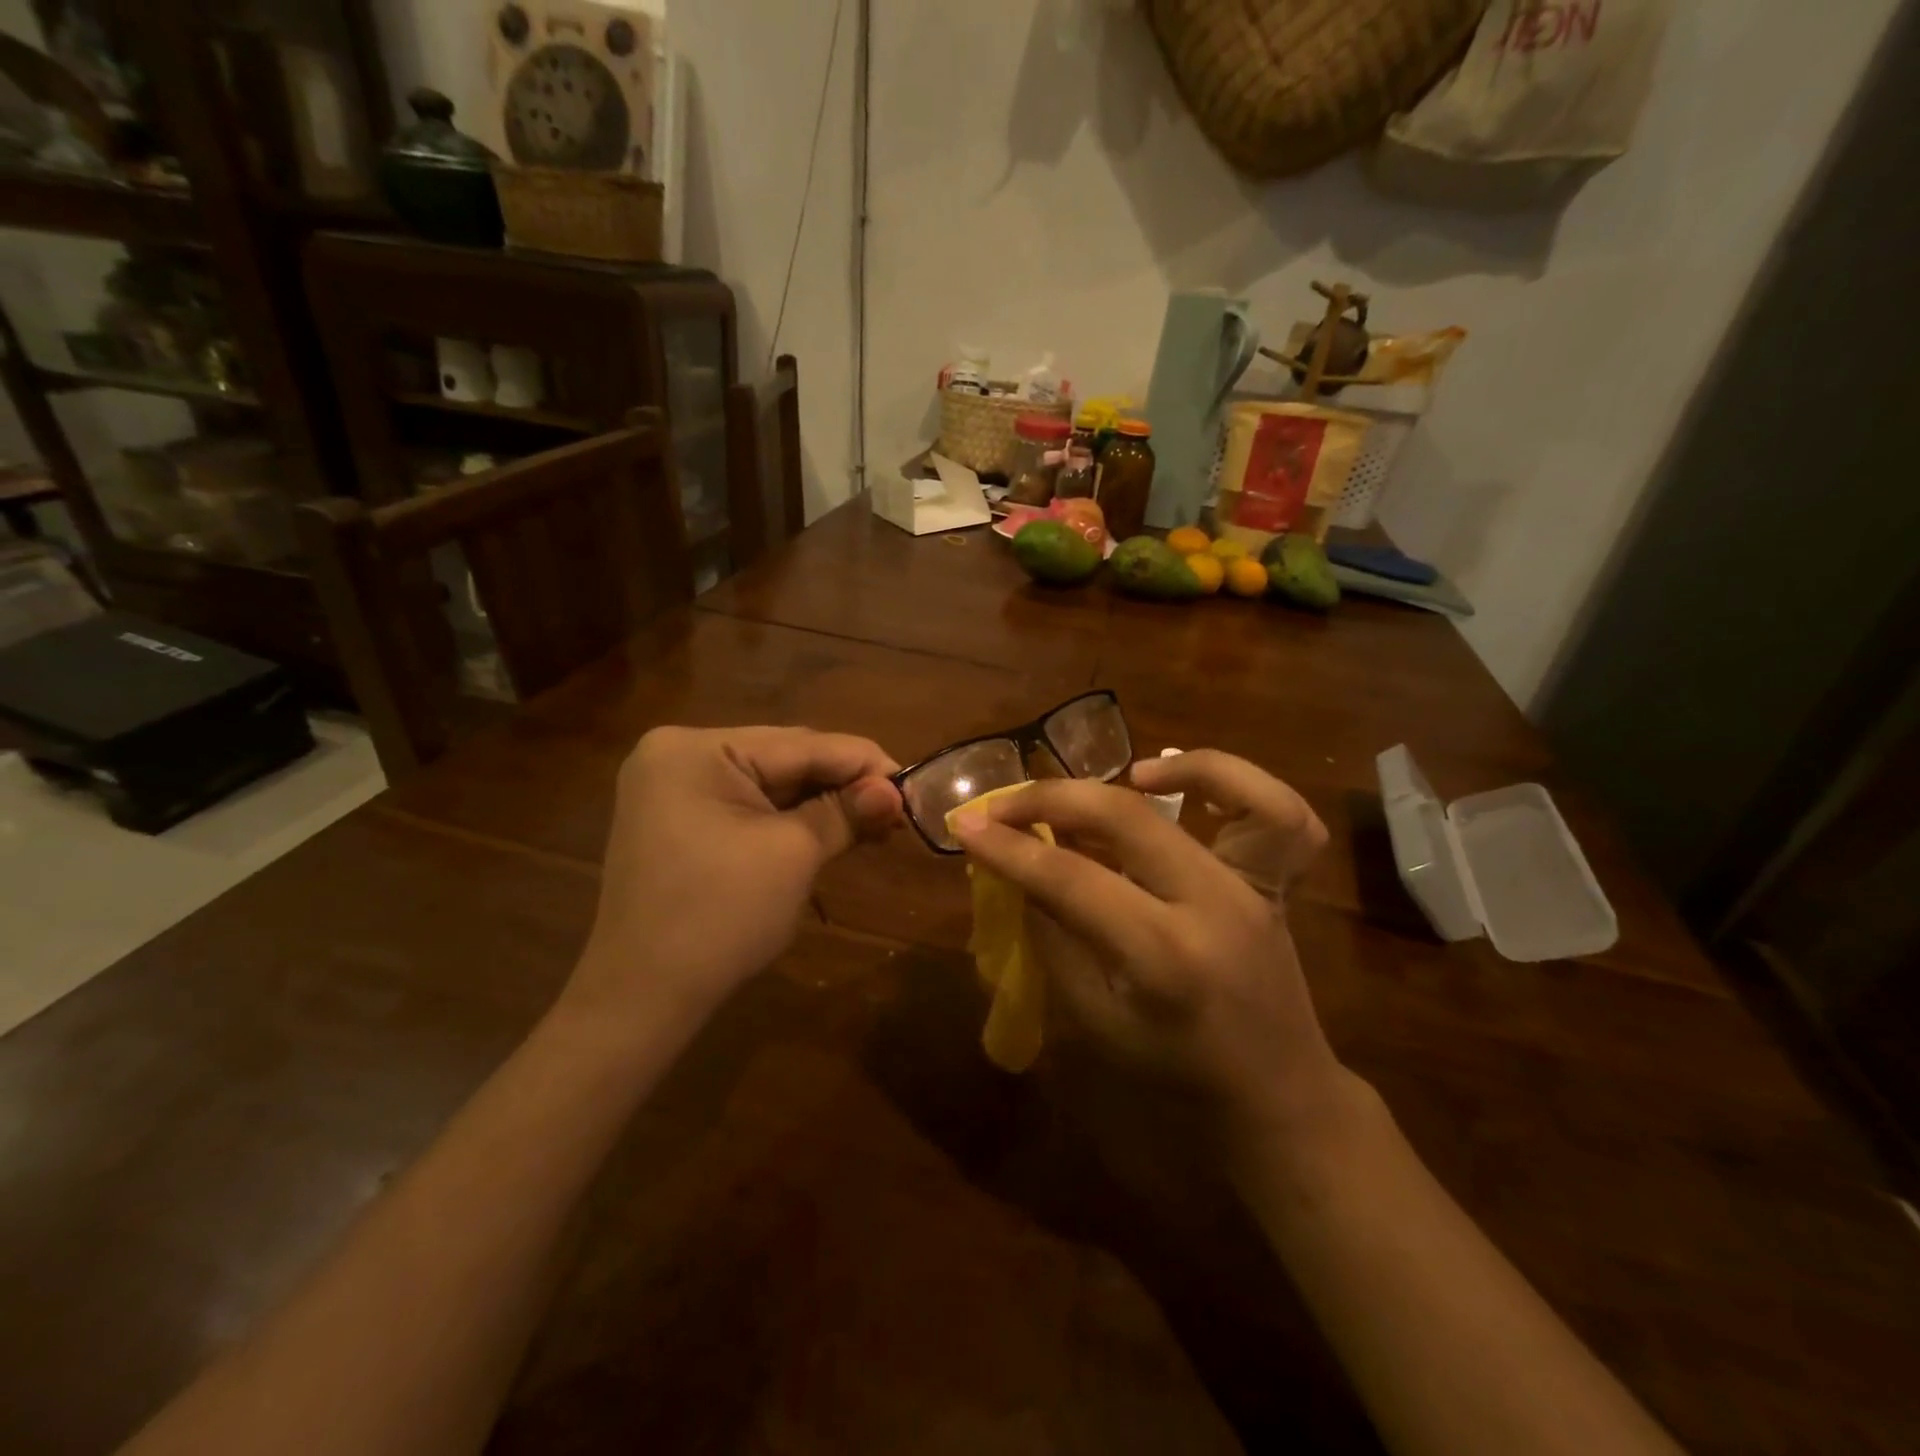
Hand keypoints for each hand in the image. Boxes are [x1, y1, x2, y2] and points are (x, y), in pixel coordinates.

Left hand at [568, 726, 901, 1026]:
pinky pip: (748, 808)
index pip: (801, 744)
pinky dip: (791, 821)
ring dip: (822, 805)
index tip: (914, 783)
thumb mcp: (794, 855)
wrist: (643, 999)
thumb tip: (895, 792)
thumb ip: (846, 812)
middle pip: (784, 760)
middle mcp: (678, 755)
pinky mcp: (679, 822)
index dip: (863, 762)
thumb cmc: (721, 917)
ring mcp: (673, 790)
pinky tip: (832, 831)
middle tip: (899, 810)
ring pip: (769, 785)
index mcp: (696, 749)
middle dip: (844, 785)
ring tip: (877, 824)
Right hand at [951, 759, 1345, 1149]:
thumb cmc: (1175, 1076)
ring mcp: (1256, 887)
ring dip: (1152, 770)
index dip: (1009, 849)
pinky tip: (1174, 783)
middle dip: (1051, 799)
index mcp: (1164, 959)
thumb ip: (1054, 936)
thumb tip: (1017, 869)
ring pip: (1225, 789)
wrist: (1279, 1097)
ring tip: (1110, 777)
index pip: (1071, 881)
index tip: (965, 825)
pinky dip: (1225, 779)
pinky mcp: (1275, 880)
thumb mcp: (1096, 1019)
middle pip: (1126, 818)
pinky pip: (1277, 812)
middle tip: (1005, 804)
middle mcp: (1215, 906)